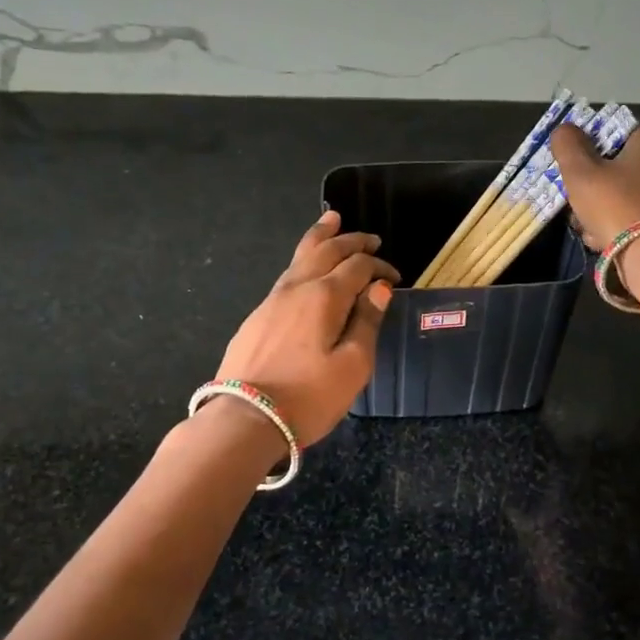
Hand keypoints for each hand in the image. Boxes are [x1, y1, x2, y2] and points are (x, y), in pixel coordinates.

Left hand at [214, 210, 398, 444]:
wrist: (244, 419)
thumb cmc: (308, 397)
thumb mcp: (353, 366)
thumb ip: (366, 322)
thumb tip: (379, 287)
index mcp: (325, 297)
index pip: (358, 266)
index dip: (380, 267)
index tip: (396, 279)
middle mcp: (297, 288)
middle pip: (326, 250)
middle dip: (350, 240)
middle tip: (370, 237)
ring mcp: (271, 301)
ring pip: (300, 257)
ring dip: (320, 238)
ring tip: (331, 221)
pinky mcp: (257, 318)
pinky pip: (286, 276)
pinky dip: (303, 261)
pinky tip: (305, 269)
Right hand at [550, 119, 639, 251]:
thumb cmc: (615, 204)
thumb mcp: (580, 171)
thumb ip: (567, 144)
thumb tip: (564, 130)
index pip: (614, 130)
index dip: (588, 148)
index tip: (574, 168)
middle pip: (617, 164)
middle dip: (593, 183)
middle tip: (576, 199)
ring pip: (624, 190)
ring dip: (601, 207)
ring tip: (585, 225)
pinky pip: (636, 212)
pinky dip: (618, 222)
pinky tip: (601, 238)